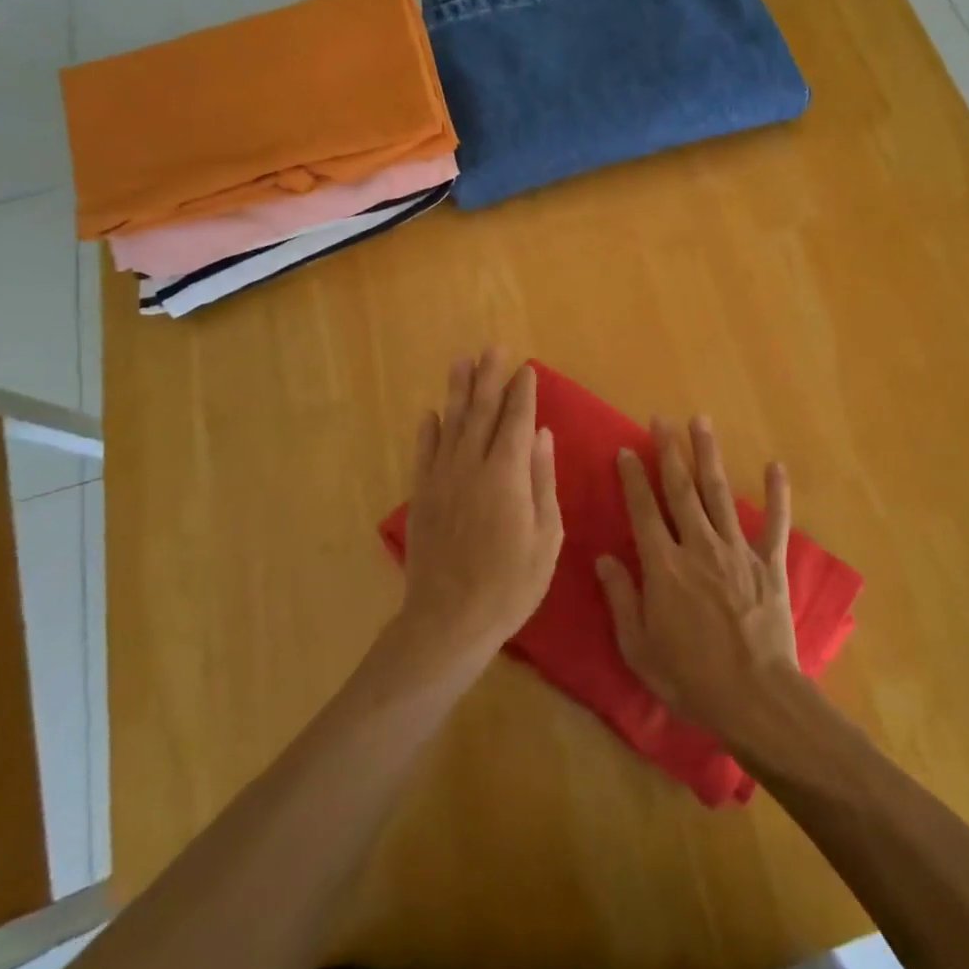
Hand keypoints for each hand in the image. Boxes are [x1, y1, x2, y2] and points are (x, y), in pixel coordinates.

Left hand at [401, 350, 562, 659]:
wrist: (448, 620)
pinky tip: (431, 414)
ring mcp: (442, 480)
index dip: (523, 392)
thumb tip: (544, 435)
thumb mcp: (546, 537)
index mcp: (507, 475)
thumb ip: (543, 481)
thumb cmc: (510, 584)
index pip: (517, 421)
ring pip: (451, 424)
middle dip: (489, 378)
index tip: (527, 368)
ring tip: (462, 362)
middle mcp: (472, 466)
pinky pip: (424, 454)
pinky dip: (429, 431)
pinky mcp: (422, 497)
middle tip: (494, 348)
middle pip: (482, 412)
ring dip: (458, 391)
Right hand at [596, 416, 799, 740]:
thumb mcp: (639, 648)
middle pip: (681, 490)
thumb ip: (621, 599)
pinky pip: (775, 523)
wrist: (755, 698)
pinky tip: (775, 466)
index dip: (633, 478)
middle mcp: (699, 547)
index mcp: (664, 566)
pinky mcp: (769, 564)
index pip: (643, 511)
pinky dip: (777, 494)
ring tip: (701, 423)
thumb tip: (603, 558)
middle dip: (670, 451)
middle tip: (661, 419)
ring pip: (720, 494)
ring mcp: (738, 551)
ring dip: (709, 456)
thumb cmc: (690, 678)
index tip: (626, 450)